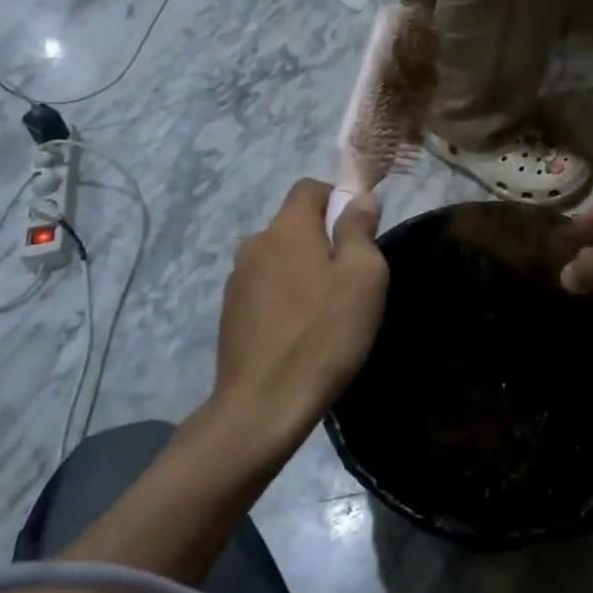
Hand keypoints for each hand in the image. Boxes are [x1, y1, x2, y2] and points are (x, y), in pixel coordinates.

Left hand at [212, 179, 387, 455]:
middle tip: (351, 278)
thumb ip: (360, 229)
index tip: (360, 231)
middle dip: (323, 239)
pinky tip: (300, 332)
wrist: (263, 405)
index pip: (309, 187)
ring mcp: (237, 280)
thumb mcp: (363, 277)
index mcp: (287, 228)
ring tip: (326, 310)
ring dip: (303, 270)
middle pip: (294, 224)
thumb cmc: (324, 333)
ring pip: (280, 258)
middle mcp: (255, 244)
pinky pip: (266, 288)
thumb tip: (359, 197)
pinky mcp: (229, 313)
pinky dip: (285, 297)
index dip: (337, 198)